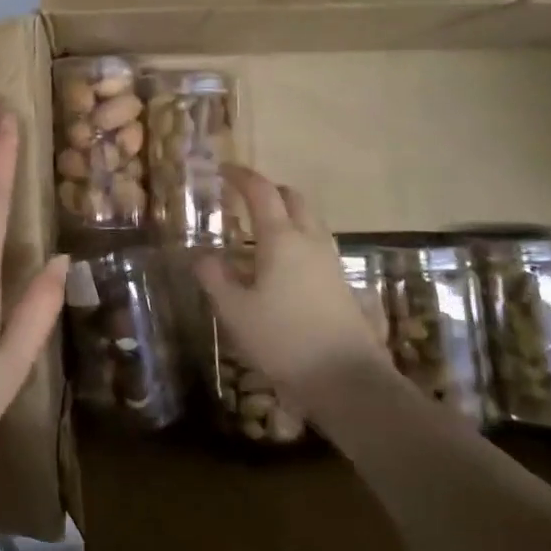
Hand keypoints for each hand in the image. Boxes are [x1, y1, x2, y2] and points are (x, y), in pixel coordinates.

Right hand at [195, 165, 387, 402]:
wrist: (347, 381)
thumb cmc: (284, 340)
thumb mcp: (236, 312)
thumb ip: (215, 279)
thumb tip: (203, 256)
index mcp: (281, 239)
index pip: (261, 192)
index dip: (241, 176)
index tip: (223, 170)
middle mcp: (309, 241)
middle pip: (293, 199)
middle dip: (269, 191)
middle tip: (243, 198)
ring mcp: (330, 263)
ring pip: (309, 221)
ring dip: (285, 215)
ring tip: (259, 232)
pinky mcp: (341, 285)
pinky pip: (315, 246)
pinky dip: (296, 240)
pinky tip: (280, 266)